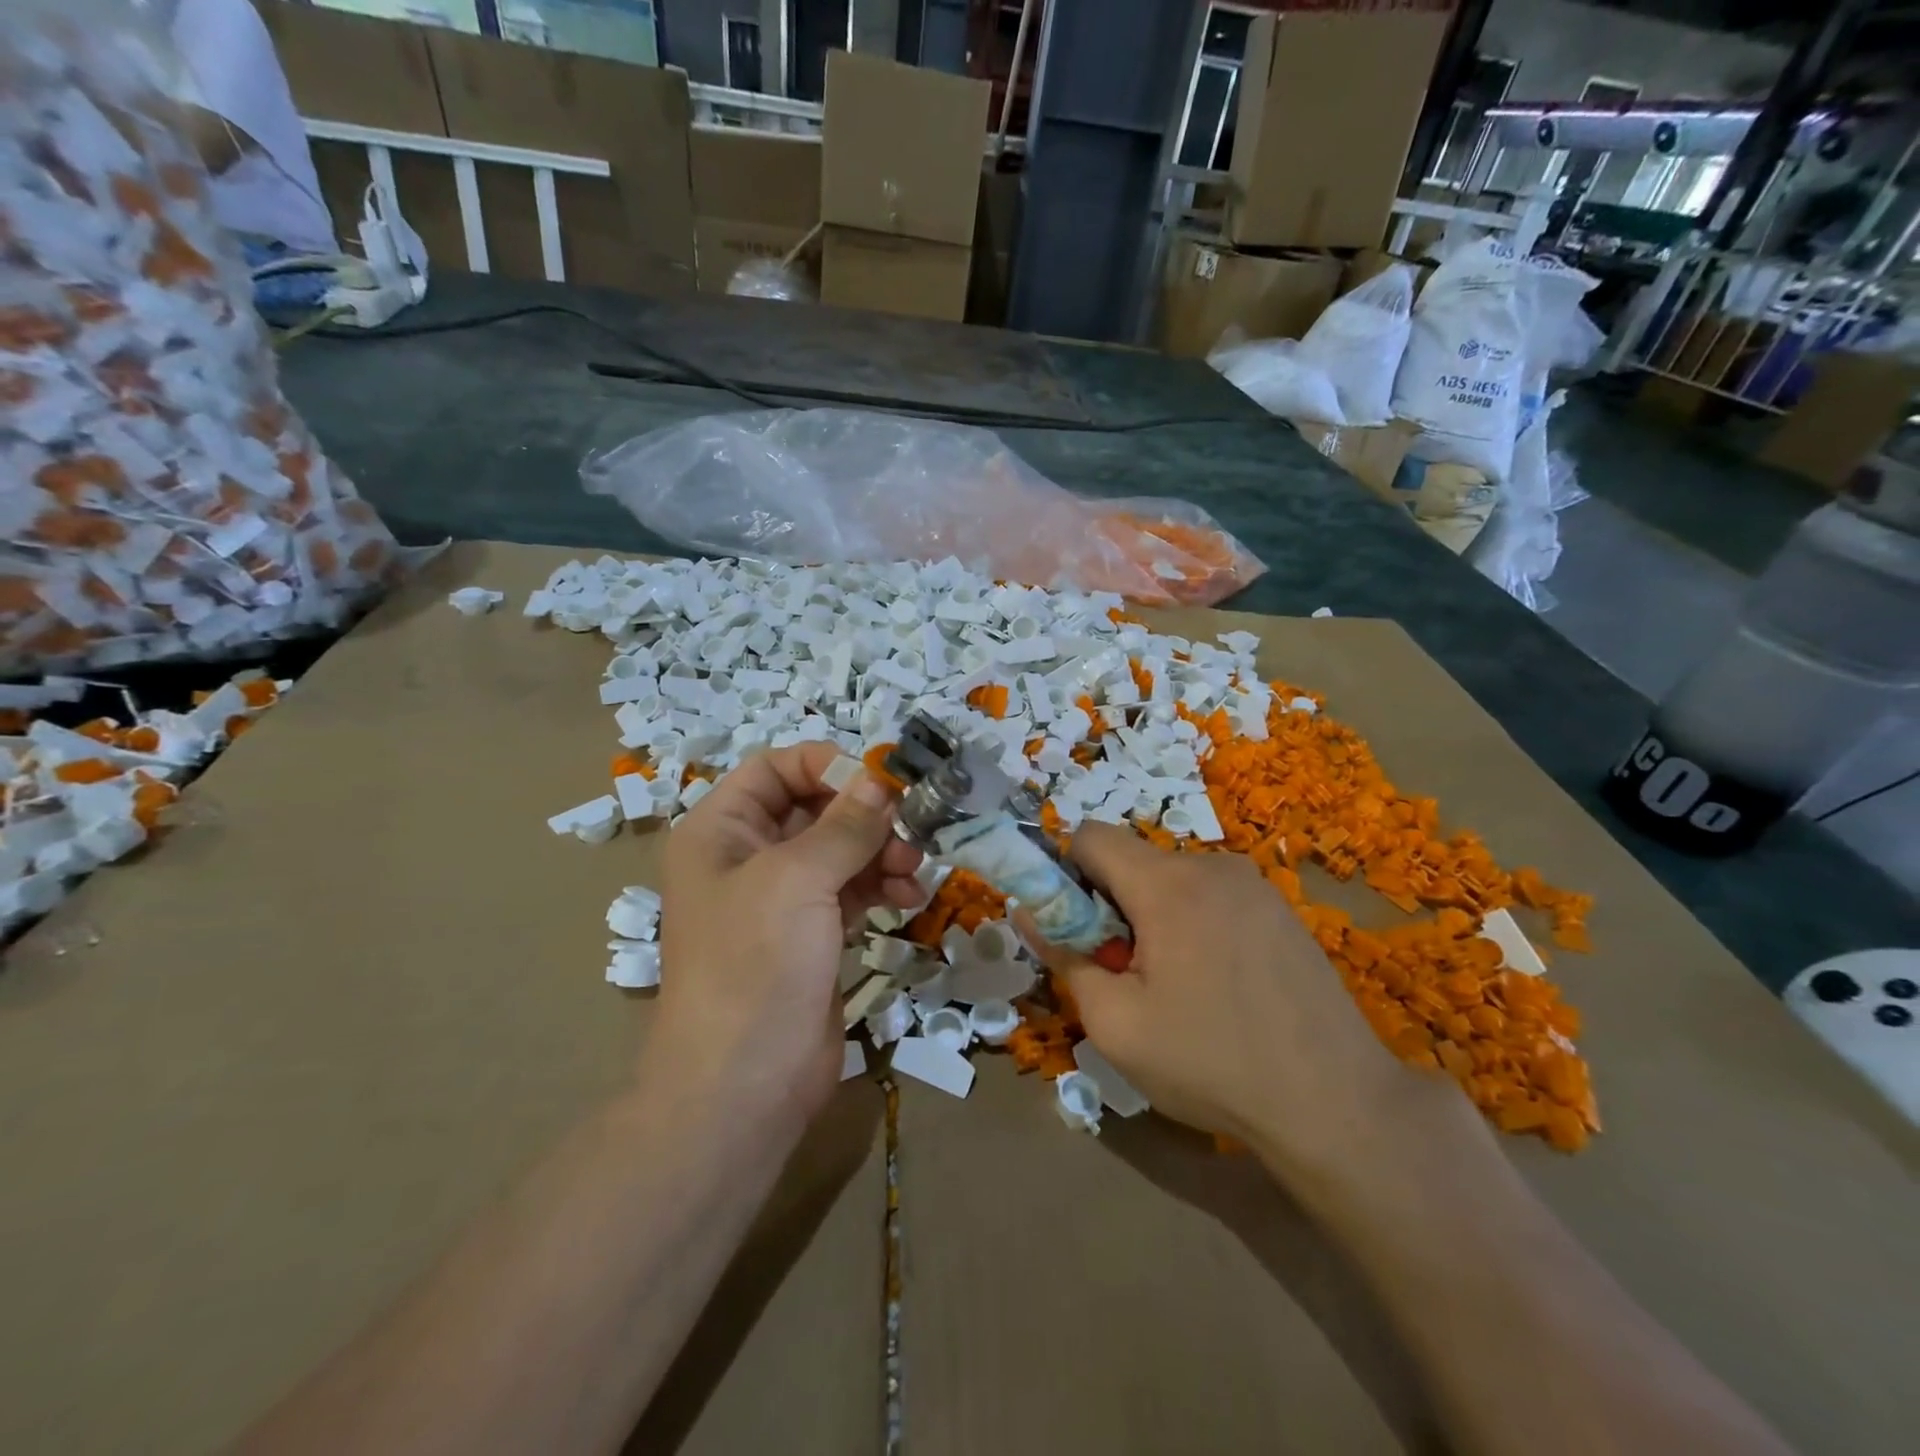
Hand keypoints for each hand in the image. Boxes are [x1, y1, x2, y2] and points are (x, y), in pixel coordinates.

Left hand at [654, 744, 923, 1122]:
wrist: (744, 1085)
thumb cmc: (755, 964)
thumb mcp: (798, 879)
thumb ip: (845, 824)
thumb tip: (881, 781)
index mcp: (721, 830)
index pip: (775, 768)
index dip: (826, 764)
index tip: (880, 780)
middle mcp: (747, 856)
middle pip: (814, 808)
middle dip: (864, 815)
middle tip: (909, 829)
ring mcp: (781, 899)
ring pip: (840, 850)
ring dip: (880, 852)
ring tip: (911, 872)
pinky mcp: (811, 935)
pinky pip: (851, 890)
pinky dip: (879, 886)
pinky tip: (907, 899)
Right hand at [1028, 825, 1443, 1182]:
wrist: (1338, 1104)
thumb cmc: (1212, 1063)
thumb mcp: (1115, 1024)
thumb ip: (1064, 957)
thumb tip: (1030, 912)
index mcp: (1168, 884)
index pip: (1090, 835)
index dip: (1065, 872)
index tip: (1073, 926)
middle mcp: (1212, 865)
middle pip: (1132, 859)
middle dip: (1110, 902)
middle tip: (1124, 970)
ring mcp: (1254, 884)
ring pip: (1171, 878)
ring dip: (1152, 915)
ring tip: (1176, 985)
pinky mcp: (1280, 907)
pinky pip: (1211, 895)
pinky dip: (1192, 922)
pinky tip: (1217, 983)